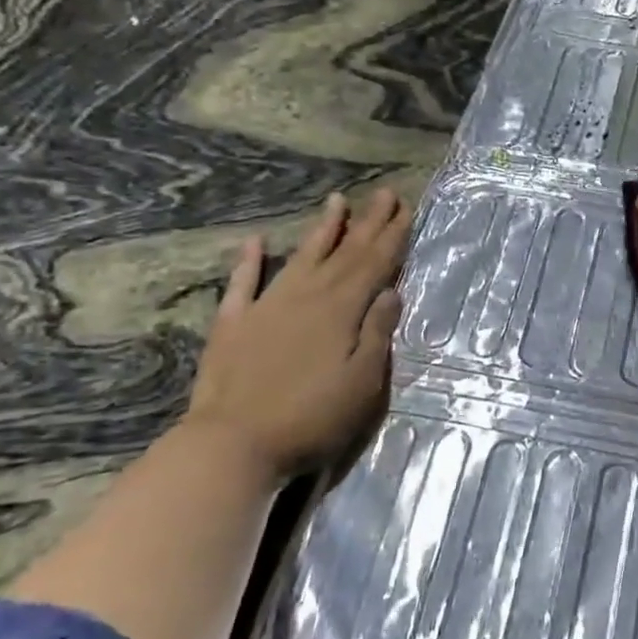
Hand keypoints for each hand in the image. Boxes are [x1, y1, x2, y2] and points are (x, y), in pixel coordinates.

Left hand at [183, 188, 410, 476]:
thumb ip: (377, 333)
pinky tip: (255, 241)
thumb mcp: (362, 384)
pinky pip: (243, 283)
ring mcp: (266, 306)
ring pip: (300, 257)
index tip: (405, 207)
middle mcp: (306, 296)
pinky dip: (249, 261)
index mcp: (341, 310)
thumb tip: (390, 291)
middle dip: (367, 223)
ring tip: (337, 201)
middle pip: (344, 253)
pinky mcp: (233, 324)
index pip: (374, 264)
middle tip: (384, 193)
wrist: (232, 445)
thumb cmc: (310, 419)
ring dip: (322, 229)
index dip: (392, 236)